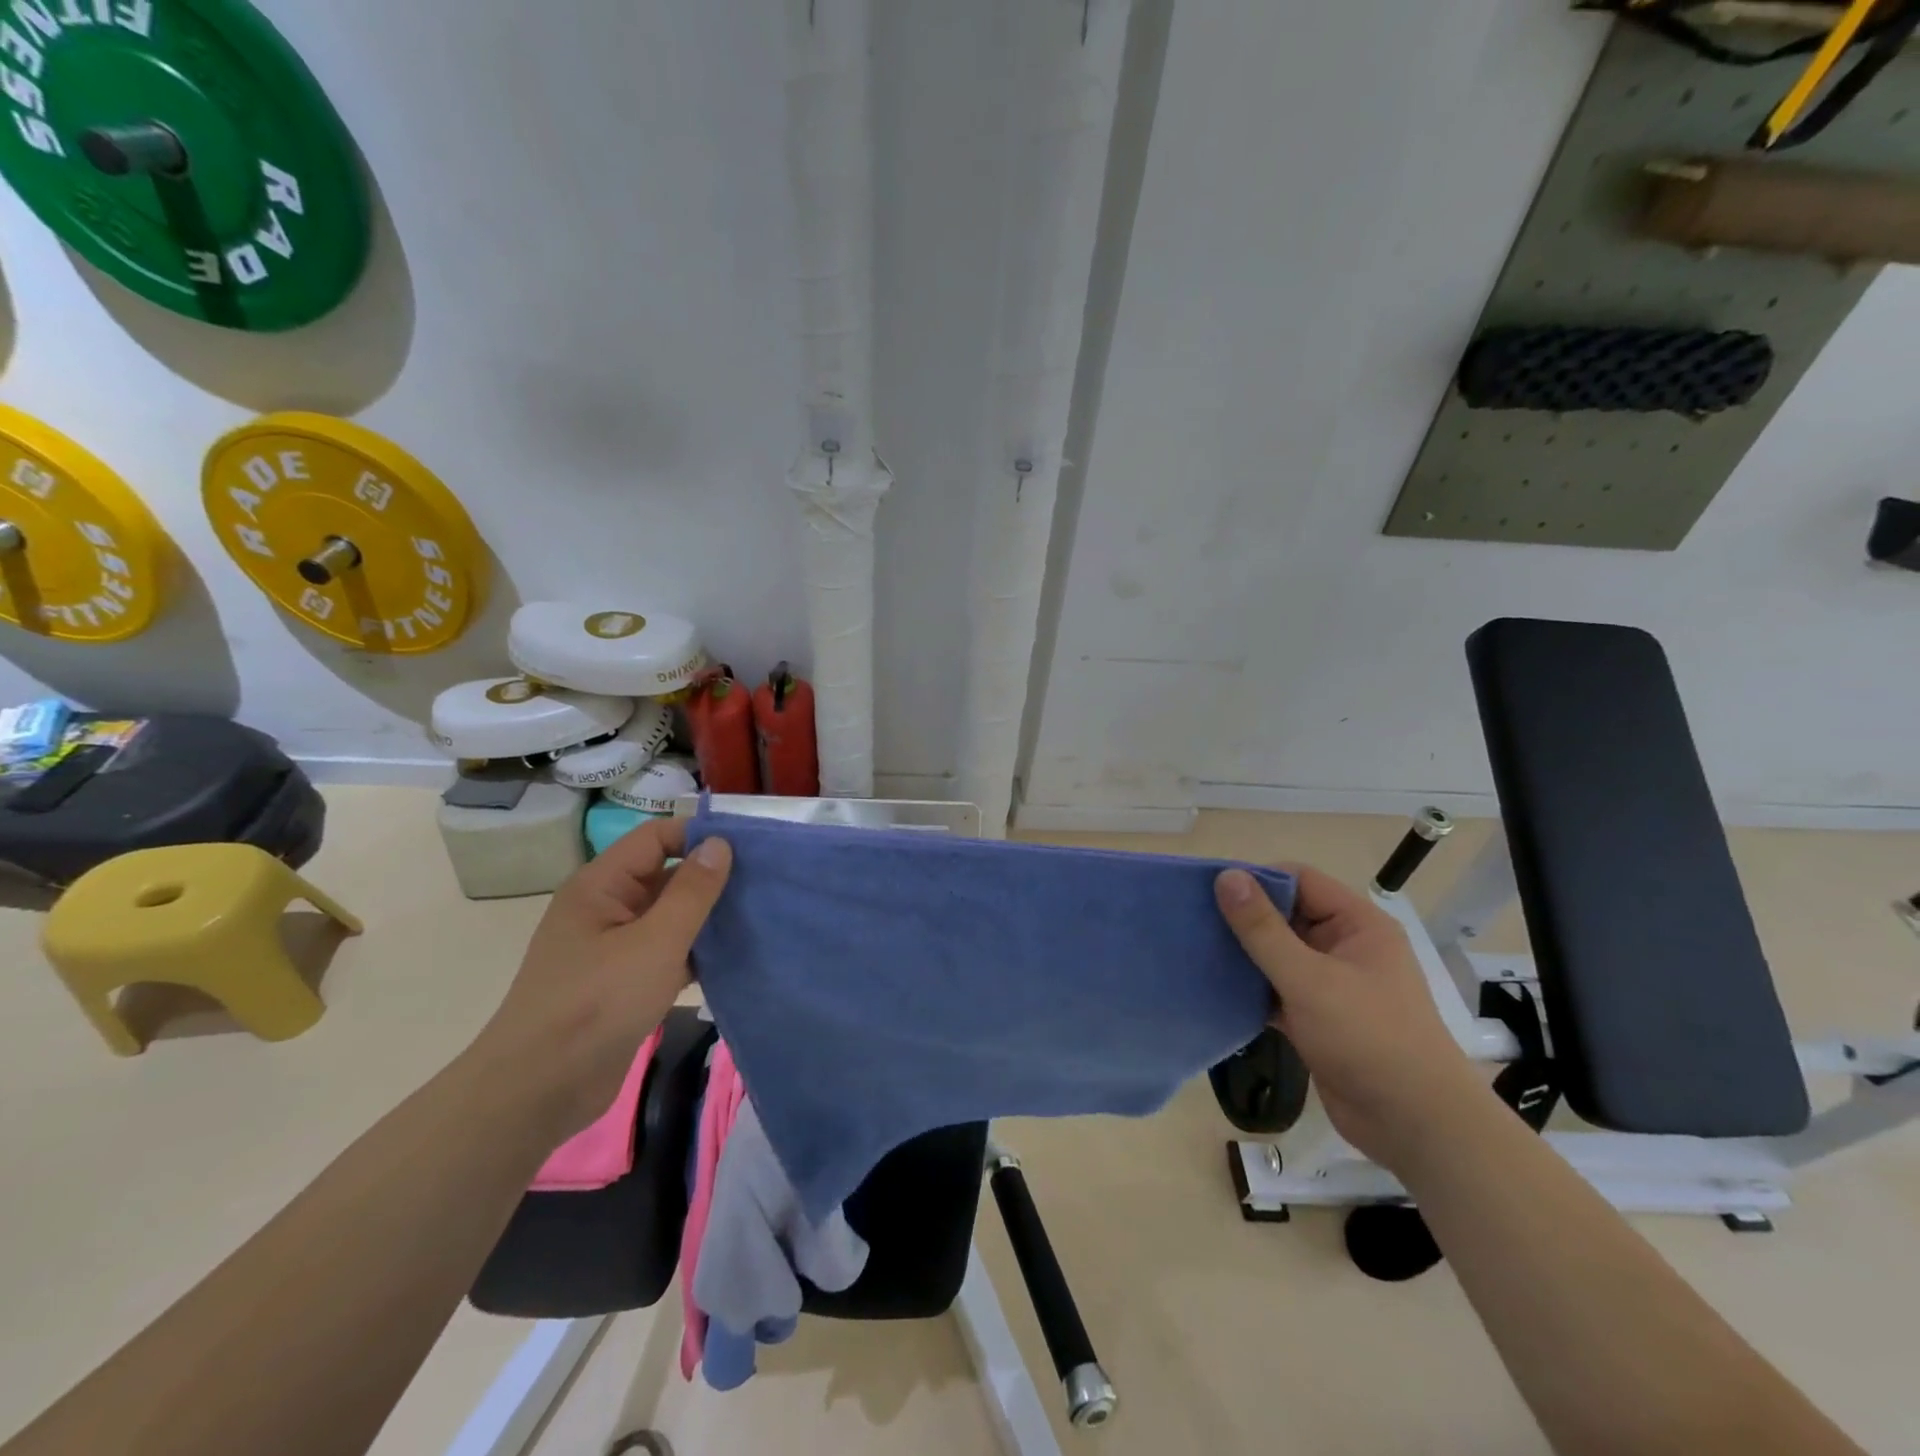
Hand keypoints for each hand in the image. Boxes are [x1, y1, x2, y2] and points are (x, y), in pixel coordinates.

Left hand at [465, 819, 731, 1143]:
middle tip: (766, 883)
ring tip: (759, 915)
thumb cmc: (596, 1004)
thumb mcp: (655, 943)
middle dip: (712, 877)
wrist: (539, 1091)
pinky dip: (697, 951)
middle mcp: (606, 907)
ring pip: (670, 916)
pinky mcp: (624, 982)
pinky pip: (668, 951)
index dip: (700, 836)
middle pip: (665, 874)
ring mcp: (614, 947)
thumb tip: (720, 842)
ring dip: (709, 916)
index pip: (656, 838)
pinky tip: (735, 956)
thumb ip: (692, 891)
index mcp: (601, 885)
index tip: (751, 848)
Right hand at [1215, 863, 1488, 1172]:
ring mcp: (1332, 984)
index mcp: (1357, 924)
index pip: (1300, 880)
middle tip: (1194, 922)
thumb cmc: (1368, 1038)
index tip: (1210, 891)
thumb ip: (1262, 929)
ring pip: (1278, 954)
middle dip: (1243, 919)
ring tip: (1196, 951)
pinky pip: (1276, 988)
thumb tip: (1226, 875)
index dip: (1257, 880)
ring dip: (1243, 955)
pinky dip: (1251, 988)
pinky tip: (1214, 989)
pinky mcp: (1318, 1018)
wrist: (1415, 1126)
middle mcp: (1346, 947)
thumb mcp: (1308, 978)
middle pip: (1286, 915)